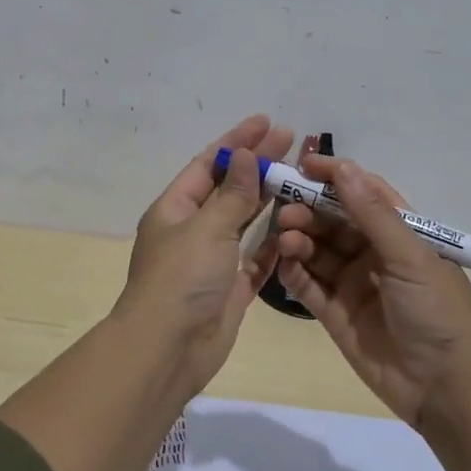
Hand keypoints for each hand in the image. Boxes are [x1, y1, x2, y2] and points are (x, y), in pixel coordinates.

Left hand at [115, 114, 293, 389]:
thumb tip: (244, 156)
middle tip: (292, 140)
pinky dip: (274, 243)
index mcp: (175, 209)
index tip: (265, 122)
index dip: (236, 142)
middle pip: (229, 190)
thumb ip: (232, 194)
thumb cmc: (181, 278)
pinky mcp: (232, 288)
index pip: (207, 165)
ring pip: (245, 222)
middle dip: (258, 165)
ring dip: (269, 200)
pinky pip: (257, 259)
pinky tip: (297, 226)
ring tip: (301, 177)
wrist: (169, 348)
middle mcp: (192, 230)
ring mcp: (212, 261)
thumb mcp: (206, 228)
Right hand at [273, 153, 470, 429]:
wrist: (444, 387)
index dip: (335, 177)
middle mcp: (374, 253)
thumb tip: (343, 168)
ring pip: (317, 251)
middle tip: (284, 210)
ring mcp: (353, 283)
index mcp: (401, 233)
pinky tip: (283, 262)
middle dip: (309, 210)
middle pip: (334, 221)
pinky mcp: (334, 313)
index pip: (364, 194)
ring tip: (285, 237)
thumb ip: (373, 214)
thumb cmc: (436, 311)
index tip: (302, 165)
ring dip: (299, 239)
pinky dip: (293, 272)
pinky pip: (308, 285)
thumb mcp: (410, 256)